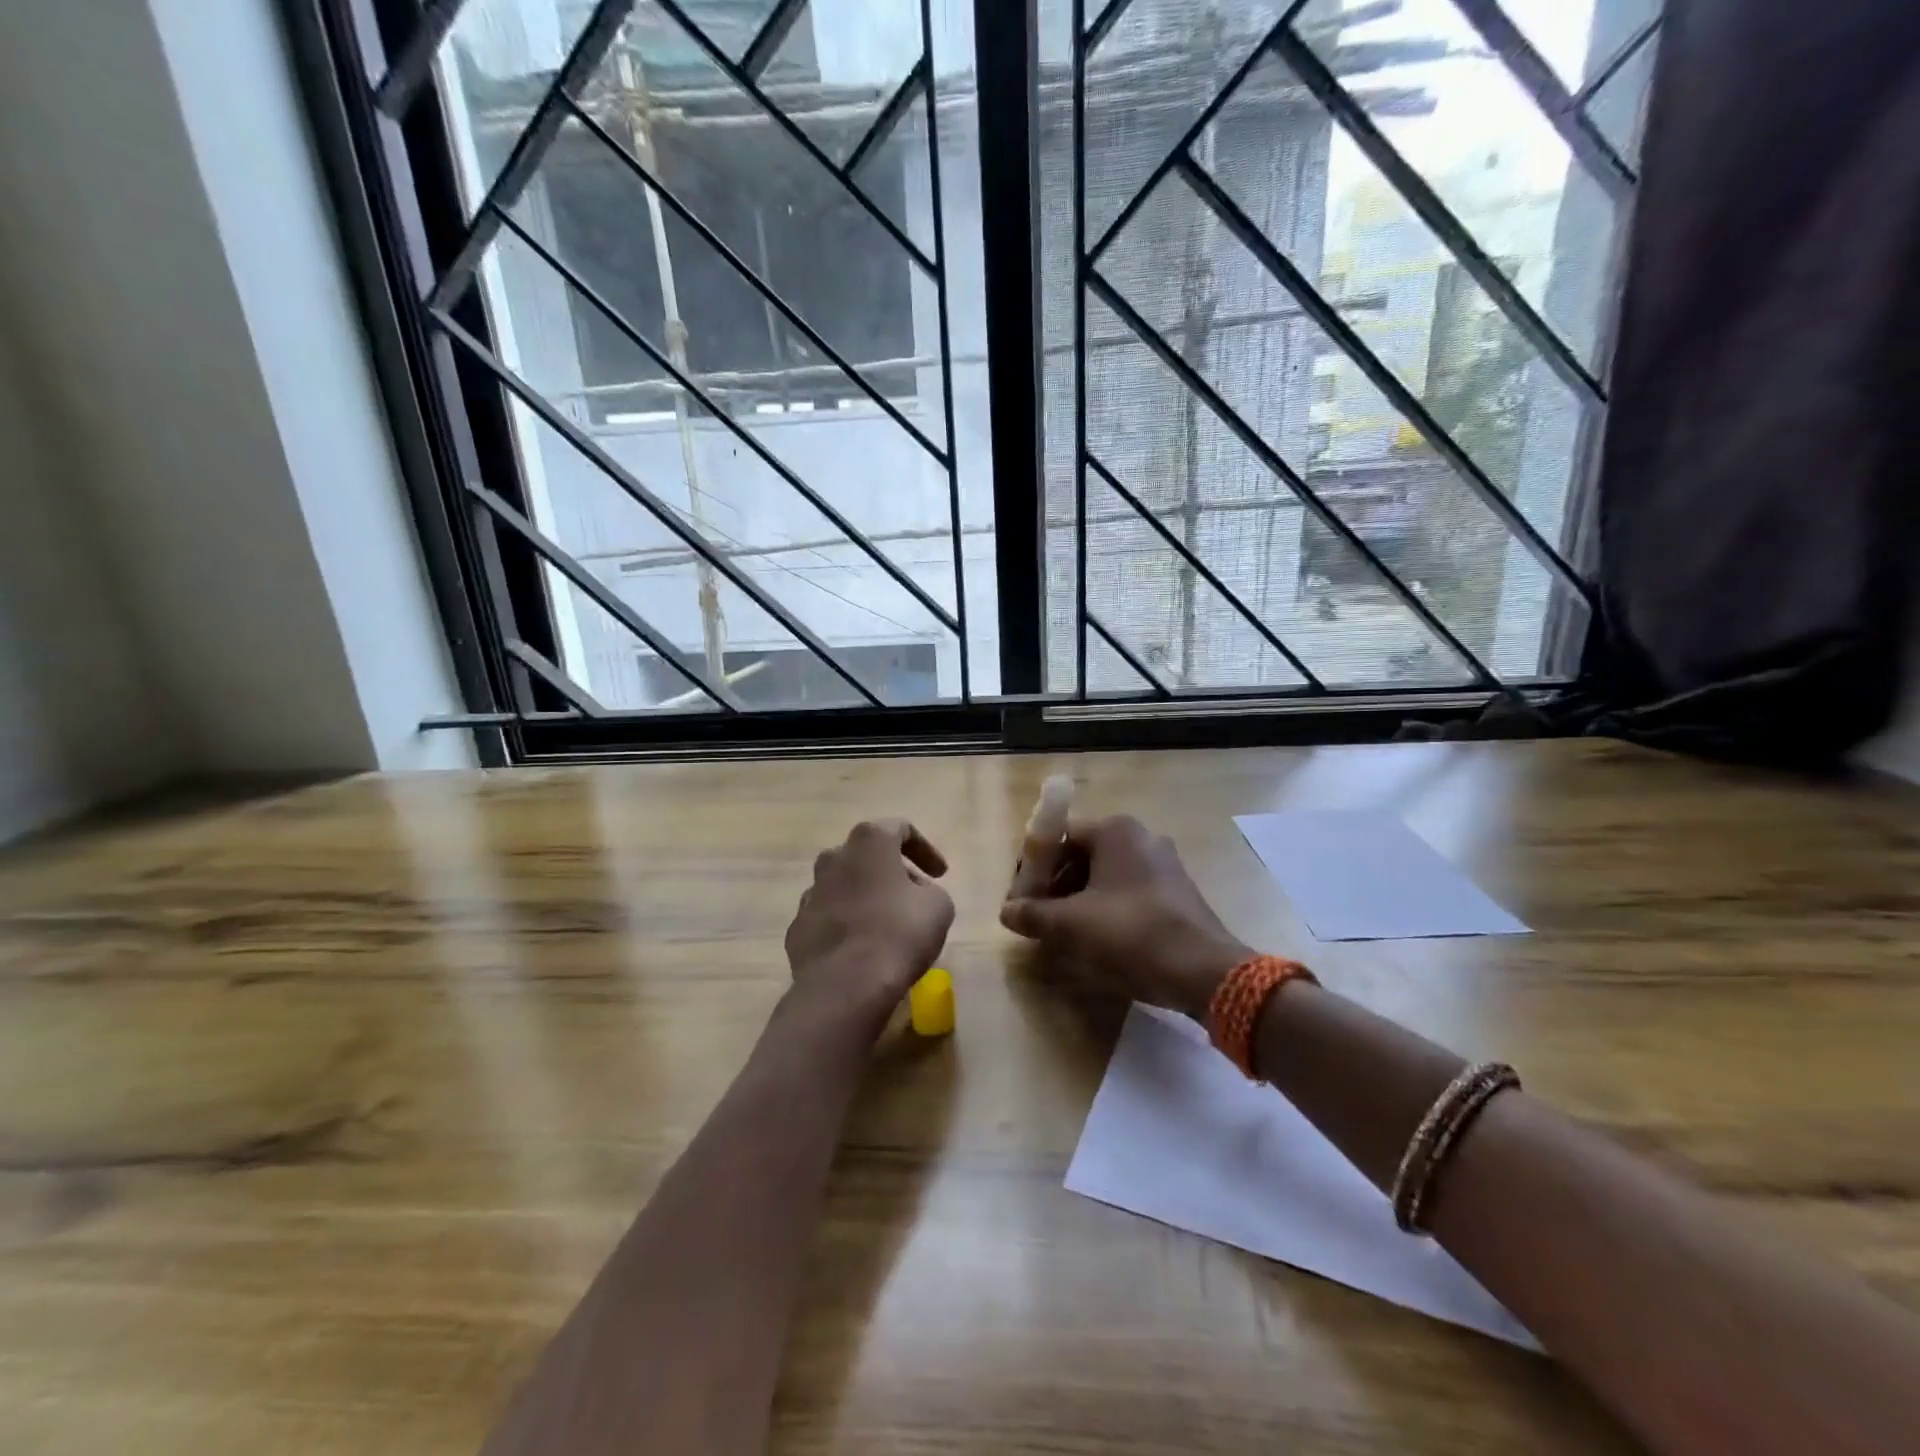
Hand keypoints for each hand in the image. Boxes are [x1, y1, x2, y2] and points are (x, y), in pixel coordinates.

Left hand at [785, 819, 954, 1024]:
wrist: (845, 987)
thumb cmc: (899, 934)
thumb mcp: (939, 906)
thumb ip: (929, 889)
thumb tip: (913, 893)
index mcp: (869, 842)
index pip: (900, 829)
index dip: (924, 849)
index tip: (940, 874)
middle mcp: (834, 858)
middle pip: (866, 855)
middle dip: (891, 871)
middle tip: (913, 896)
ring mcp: (810, 893)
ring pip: (843, 885)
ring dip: (866, 897)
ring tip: (886, 925)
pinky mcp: (798, 927)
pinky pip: (828, 917)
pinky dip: (846, 925)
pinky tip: (861, 949)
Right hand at [1000, 815, 1250, 1021]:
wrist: (1204, 971)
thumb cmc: (1131, 934)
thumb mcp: (1070, 925)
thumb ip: (1032, 914)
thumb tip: (1007, 912)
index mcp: (1115, 830)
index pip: (1057, 838)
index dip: (1032, 869)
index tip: (1021, 900)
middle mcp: (1140, 836)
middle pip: (1081, 855)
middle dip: (1054, 885)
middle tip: (1038, 917)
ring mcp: (1163, 863)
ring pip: (1104, 875)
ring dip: (1077, 899)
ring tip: (1061, 932)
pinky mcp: (1176, 891)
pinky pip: (1127, 890)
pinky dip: (1105, 907)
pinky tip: (1096, 938)